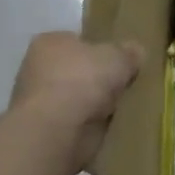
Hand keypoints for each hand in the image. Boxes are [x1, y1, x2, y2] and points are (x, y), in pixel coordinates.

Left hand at [11, 31, 142, 170]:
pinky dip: (90, 128)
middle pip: (76, 71)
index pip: (76, 41)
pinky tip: (110, 129)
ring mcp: (38, 104)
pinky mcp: (44, 133)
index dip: (98, 49)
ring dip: (93, 107)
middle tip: (124, 85)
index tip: (119, 60)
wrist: (56, 132)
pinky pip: (75, 125)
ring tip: (122, 109)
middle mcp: (37, 70)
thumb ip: (129, 52)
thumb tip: (137, 52)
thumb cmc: (82, 80)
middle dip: (96, 80)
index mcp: (49, 43)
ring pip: (75, 100)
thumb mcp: (118, 56)